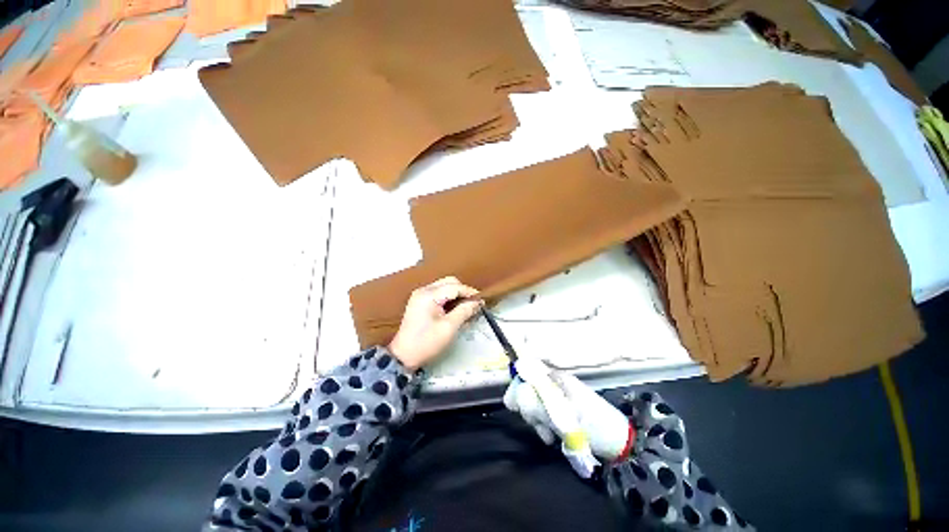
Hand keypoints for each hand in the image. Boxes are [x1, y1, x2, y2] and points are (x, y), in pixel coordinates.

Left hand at [388, 277, 480, 370]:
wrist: (403, 356)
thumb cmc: (427, 342)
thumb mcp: (449, 327)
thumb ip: (464, 311)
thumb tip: (478, 302)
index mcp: (429, 295)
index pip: (455, 286)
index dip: (470, 292)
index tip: (482, 301)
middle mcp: (424, 290)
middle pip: (449, 282)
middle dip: (463, 291)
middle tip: (473, 304)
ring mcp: (420, 295)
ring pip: (444, 286)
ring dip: (456, 295)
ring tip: (466, 308)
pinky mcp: (419, 301)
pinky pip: (438, 293)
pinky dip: (448, 299)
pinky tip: (455, 310)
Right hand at [504, 358, 632, 464]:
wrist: (618, 442)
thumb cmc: (595, 424)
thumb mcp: (567, 416)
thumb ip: (539, 405)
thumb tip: (513, 398)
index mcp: (555, 375)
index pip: (526, 367)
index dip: (516, 382)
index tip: (514, 405)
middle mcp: (552, 380)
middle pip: (525, 385)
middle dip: (525, 405)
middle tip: (535, 422)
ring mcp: (554, 394)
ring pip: (530, 400)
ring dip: (534, 418)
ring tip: (548, 435)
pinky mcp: (556, 408)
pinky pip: (539, 412)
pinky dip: (540, 424)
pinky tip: (550, 436)